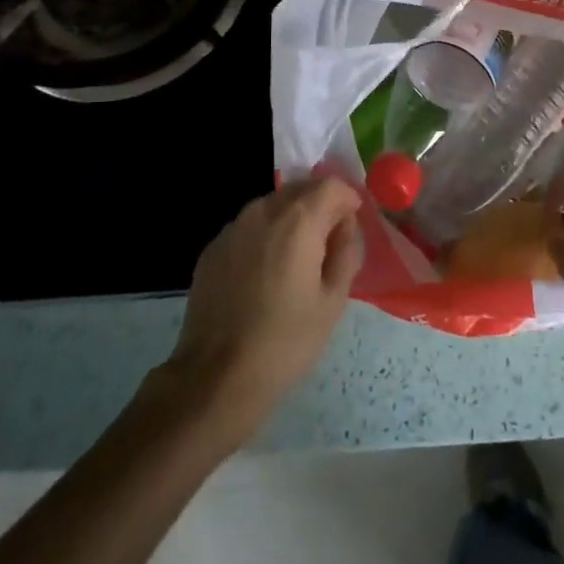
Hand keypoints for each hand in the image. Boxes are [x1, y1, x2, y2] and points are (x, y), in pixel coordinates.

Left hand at [162, 177, 364, 445]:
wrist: (216, 378)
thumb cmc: (285, 342)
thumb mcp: (333, 302)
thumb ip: (347, 252)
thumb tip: (346, 226)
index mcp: (298, 221)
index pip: (331, 185)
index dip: (347, 200)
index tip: (350, 228)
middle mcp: (263, 211)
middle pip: (299, 189)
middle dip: (319, 206)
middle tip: (327, 244)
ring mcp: (233, 228)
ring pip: (272, 205)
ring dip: (290, 219)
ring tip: (295, 261)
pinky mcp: (213, 248)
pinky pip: (248, 227)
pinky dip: (263, 236)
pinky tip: (263, 274)